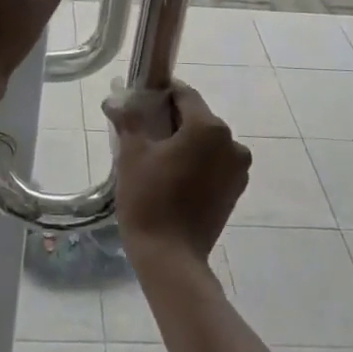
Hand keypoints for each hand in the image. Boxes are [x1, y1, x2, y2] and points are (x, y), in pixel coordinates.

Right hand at [104, 83, 250, 266]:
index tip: (139, 101)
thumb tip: (115, 100)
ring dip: (185, 142)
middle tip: (142, 131)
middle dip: (171, 120)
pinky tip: (173, 175)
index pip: (184, 95)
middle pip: (197, 118)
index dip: (161, 94)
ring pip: (206, 142)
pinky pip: (213, 163)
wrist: (170, 257)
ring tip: (156, 157)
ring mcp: (237, 169)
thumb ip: (128, 119)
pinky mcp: (235, 190)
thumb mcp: (132, 153)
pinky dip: (196, 162)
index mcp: (209, 127)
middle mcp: (232, 143)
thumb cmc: (149, 199)